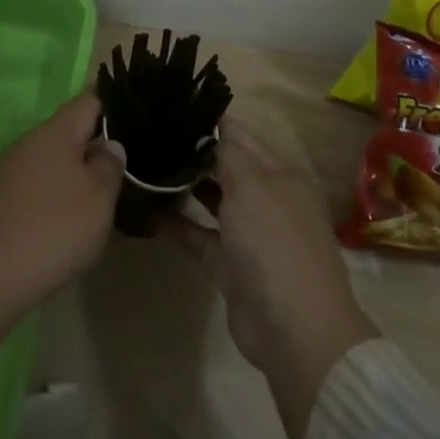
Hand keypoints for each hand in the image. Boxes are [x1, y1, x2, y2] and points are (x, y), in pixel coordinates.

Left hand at [0, 93, 123, 367]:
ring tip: (101, 192)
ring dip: (74, 170)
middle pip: (69, 131)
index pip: (89, 100)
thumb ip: (110, 165)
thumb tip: (109, 145)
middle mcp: (28, 142)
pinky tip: (67, 216)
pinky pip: (35, 183)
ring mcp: (8, 169)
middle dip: (95, 143)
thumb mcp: (99, 197)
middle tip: (126, 163)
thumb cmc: (55, 228)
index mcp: (55, 132)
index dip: (113, 103)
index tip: (135, 114)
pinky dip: (54, 191)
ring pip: (51, 159)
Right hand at [159, 121, 379, 438]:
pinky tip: (147, 211)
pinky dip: (177, 225)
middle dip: (193, 152)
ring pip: (212, 200)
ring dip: (184, 187)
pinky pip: (200, 236)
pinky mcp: (230, 265)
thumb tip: (211, 133)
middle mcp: (267, 198)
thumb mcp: (252, 185)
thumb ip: (228, 154)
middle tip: (149, 135)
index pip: (240, 136)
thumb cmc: (274, 242)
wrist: (295, 329)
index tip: (171, 109)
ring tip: (144, 166)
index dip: (209, 122)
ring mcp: (249, 234)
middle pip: (225, 166)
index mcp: (281, 173)